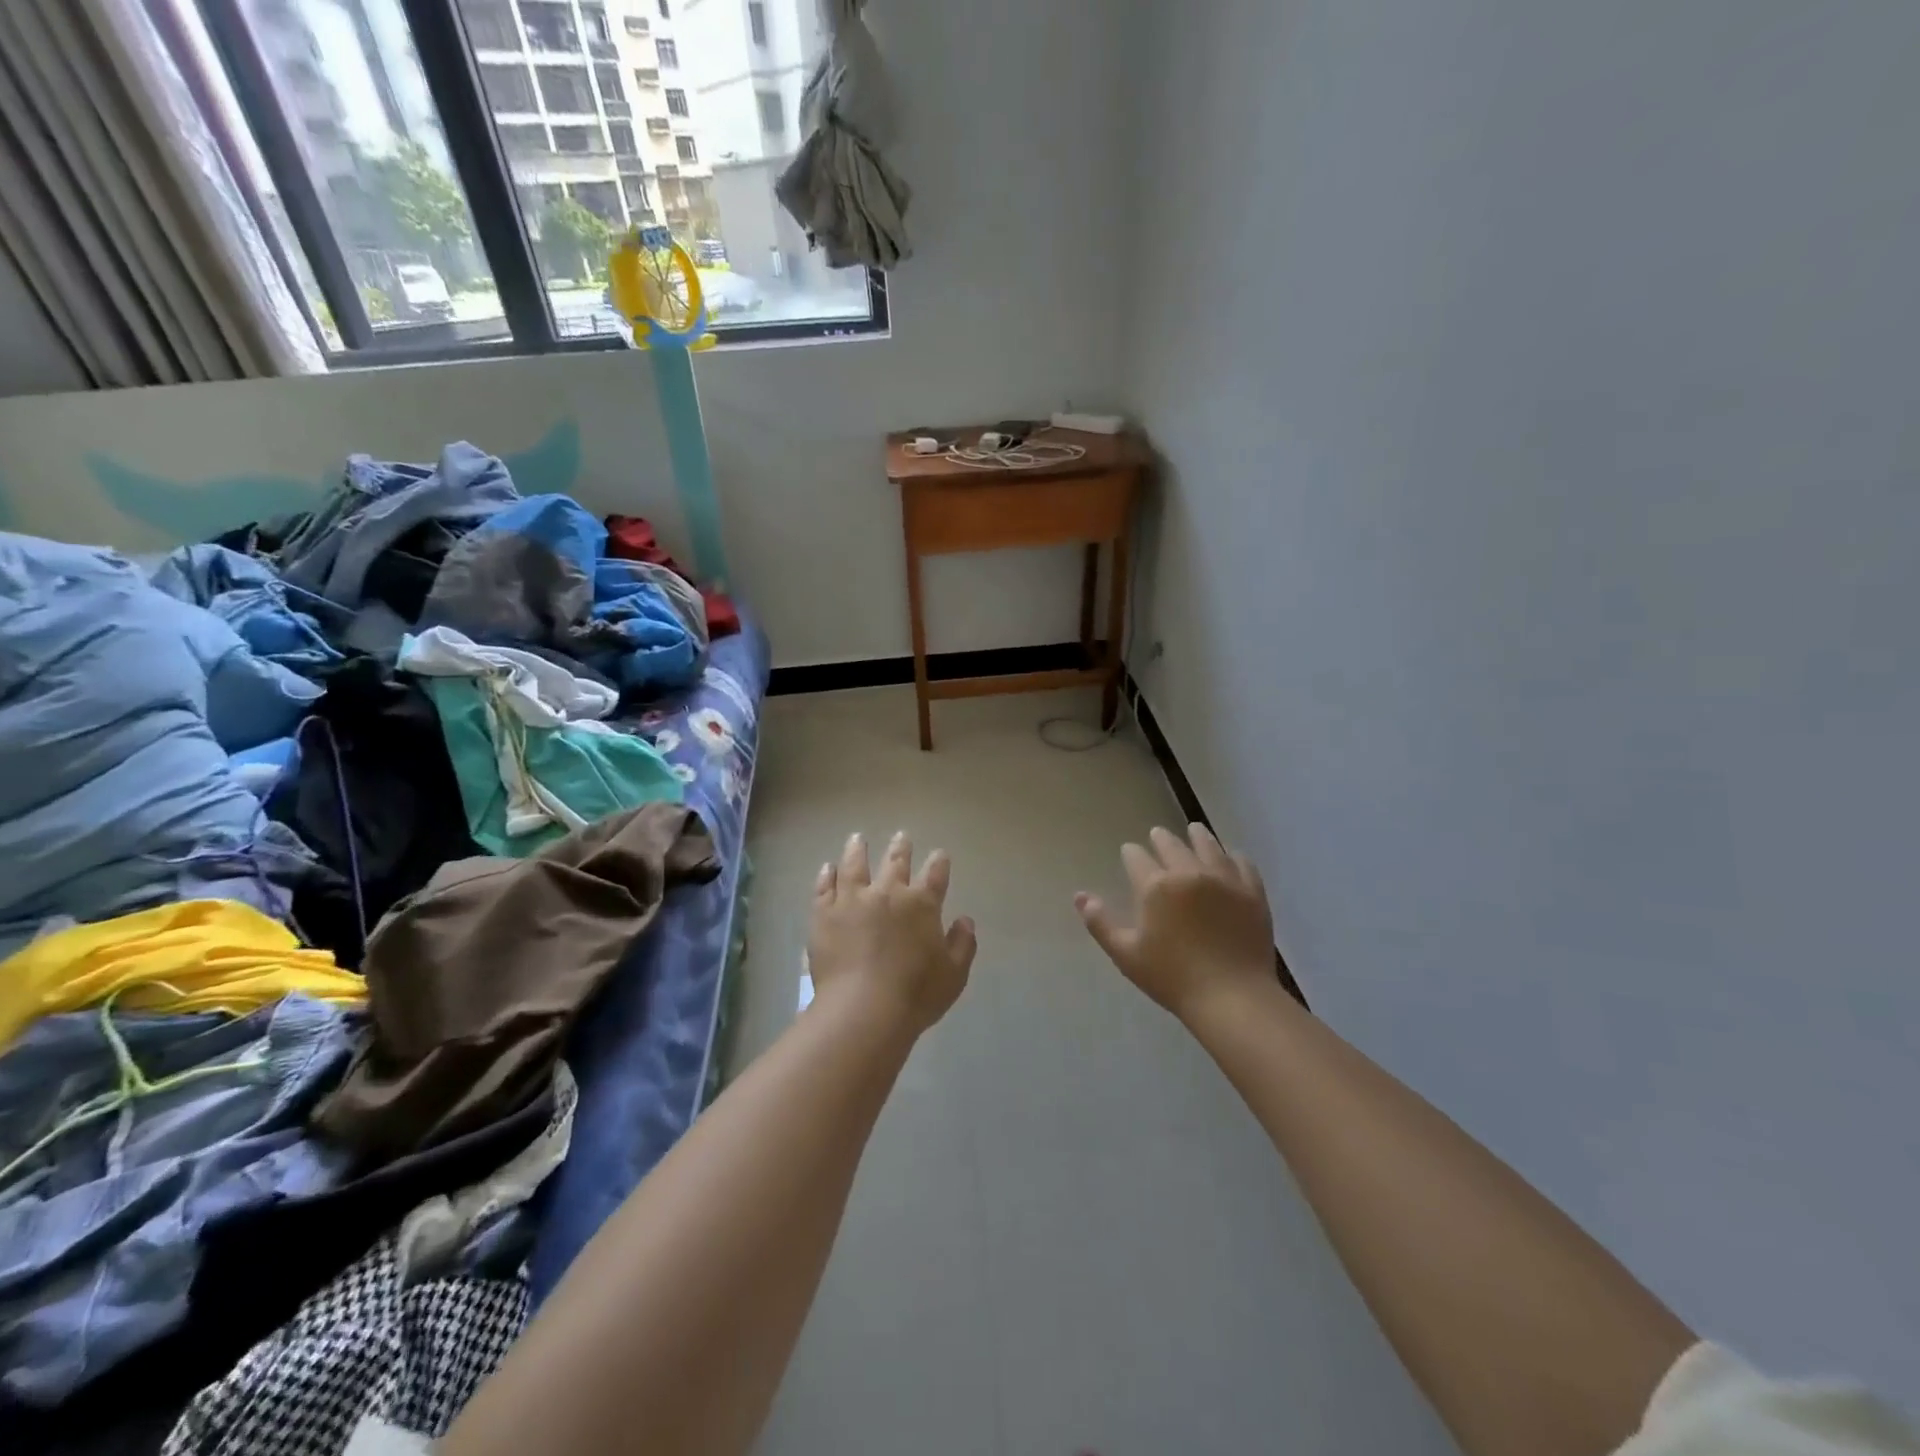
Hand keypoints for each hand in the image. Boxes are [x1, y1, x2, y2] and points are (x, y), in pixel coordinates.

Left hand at [809, 832, 976, 1033]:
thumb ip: (963, 944)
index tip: (939, 854)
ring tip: (857, 838)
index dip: (939, 863)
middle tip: (902, 836)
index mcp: (922, 904)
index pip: (935, 875)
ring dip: (858, 850)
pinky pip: (825, 887)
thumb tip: (965, 920)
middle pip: (896, 862)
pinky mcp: (824, 913)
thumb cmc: (915, 995)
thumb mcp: (954, 975)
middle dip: (901, 847)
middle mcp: (888, 892)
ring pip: (855, 865)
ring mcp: (852, 900)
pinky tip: (828, 868)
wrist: (863, 1009)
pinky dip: (827, 875)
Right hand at [1076, 824, 1273, 1021]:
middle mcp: (1189, 873)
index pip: (1137, 858)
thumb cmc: (1172, 978)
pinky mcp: (1252, 892)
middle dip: (1160, 838)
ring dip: (1197, 836)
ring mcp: (1224, 880)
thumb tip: (1079, 896)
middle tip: (1157, 834)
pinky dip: (1233, 855)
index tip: (1129, 852)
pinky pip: (1242, 863)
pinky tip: (1231, 855)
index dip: (1131, 853)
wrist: (1232, 997)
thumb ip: (1100, 923)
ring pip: (1208, 846)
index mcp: (1155, 886)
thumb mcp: (1126, 954)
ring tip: (1194, 830)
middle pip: (1171, 845)